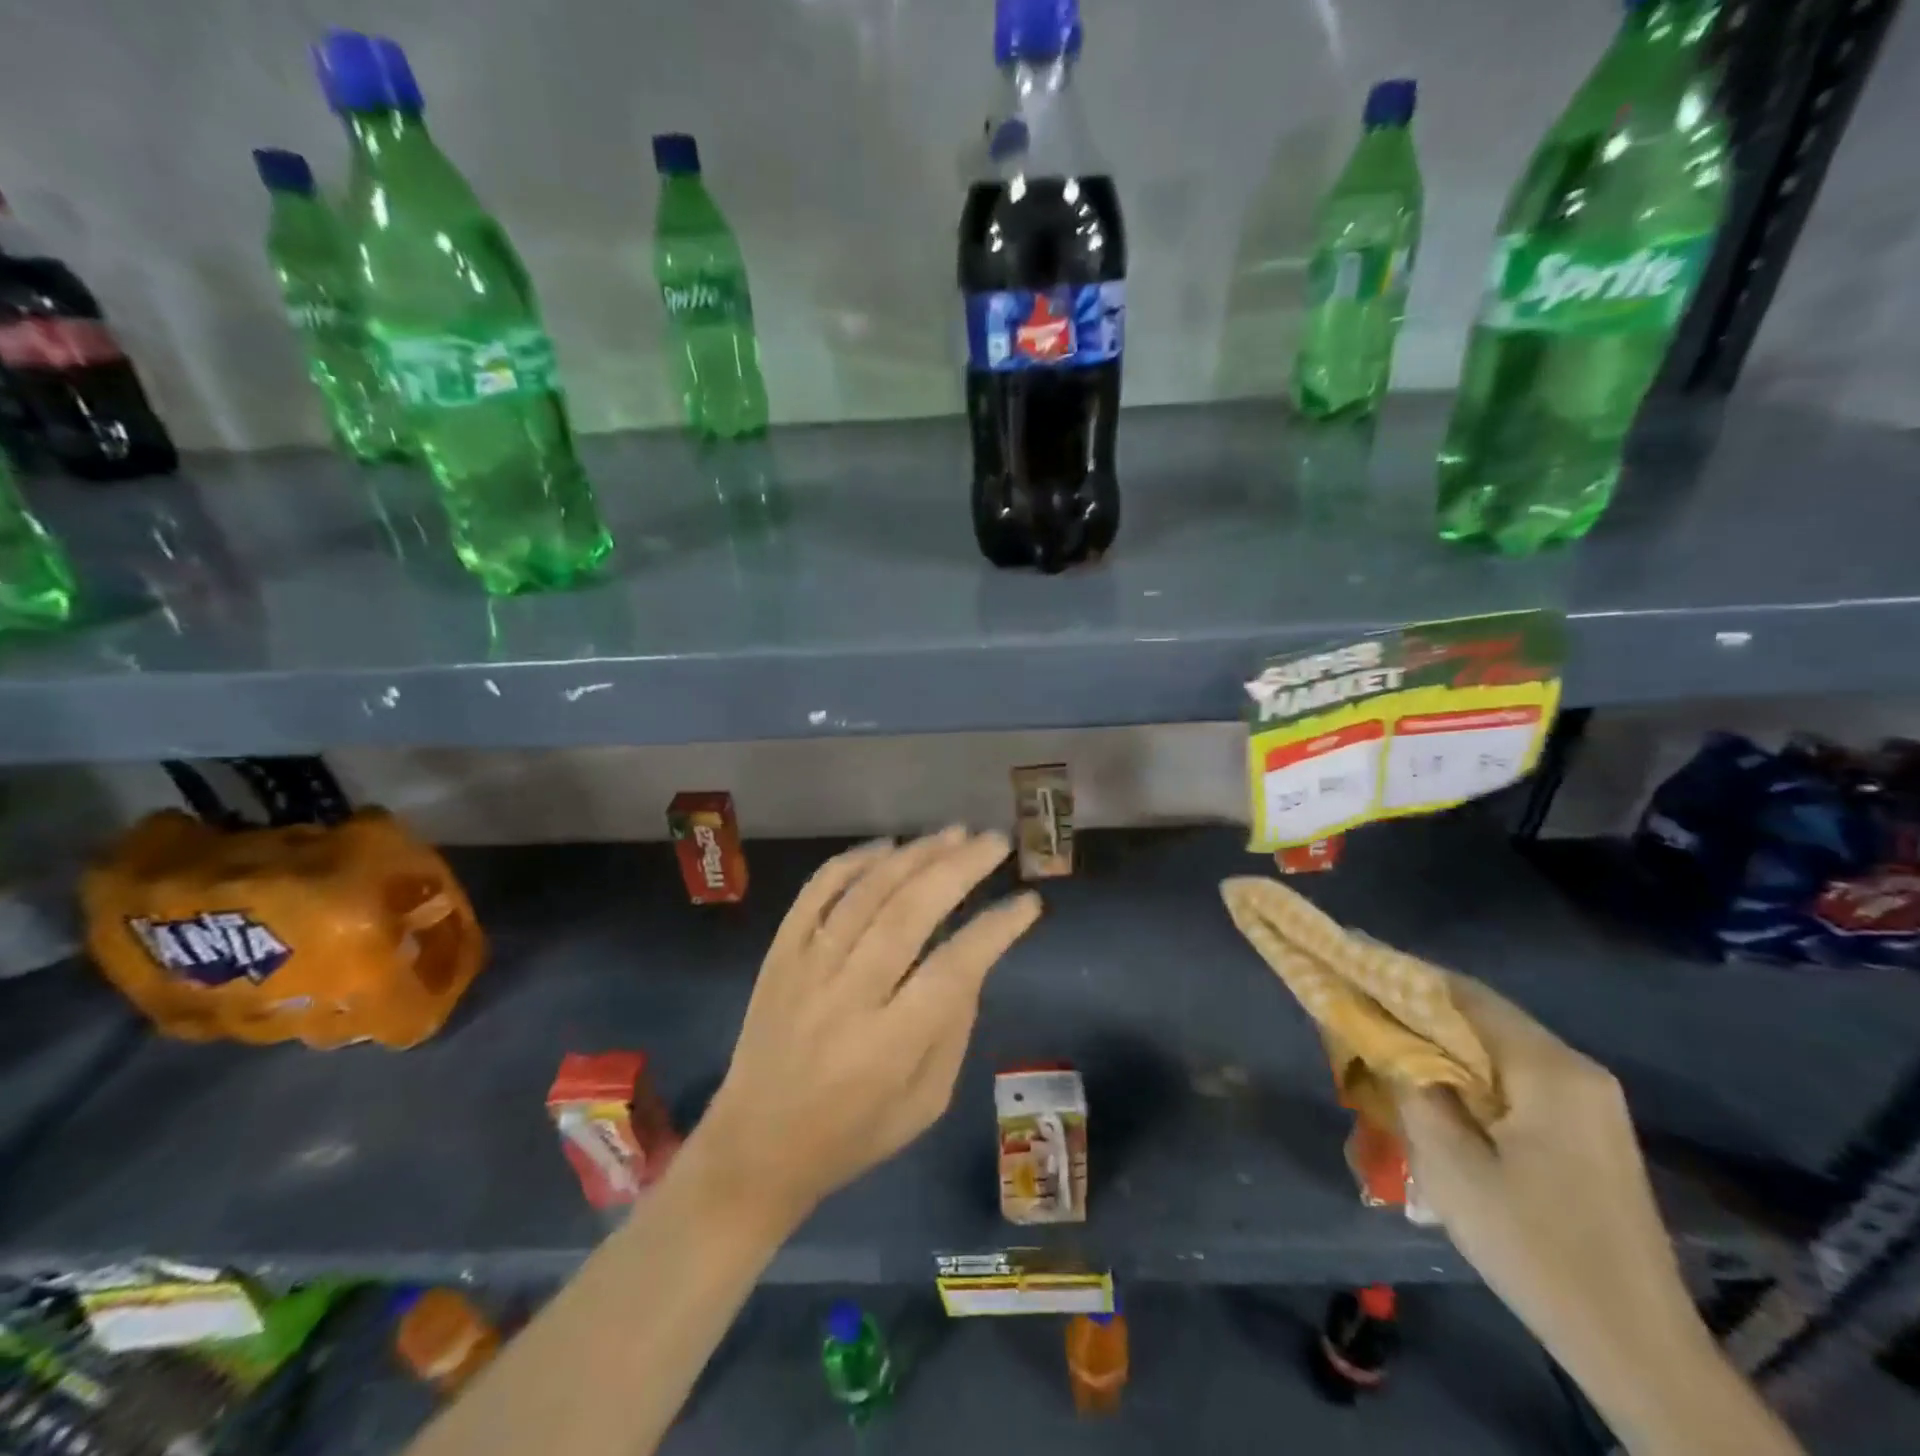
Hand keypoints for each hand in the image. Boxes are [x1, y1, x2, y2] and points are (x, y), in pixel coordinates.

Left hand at [698, 827, 1039, 1227]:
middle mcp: (847, 996)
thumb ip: (953, 1030)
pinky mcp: (779, 955)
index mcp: (889, 1045)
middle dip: (959, 869)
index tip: (1028, 902)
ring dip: (913, 856)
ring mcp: (806, 968)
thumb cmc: (851, 1135)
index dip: (996, 928)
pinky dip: (851, 862)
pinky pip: (814, 893)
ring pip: (865, 893)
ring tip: (953, 834)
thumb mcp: (924, 1104)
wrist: (755, 1148)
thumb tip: (972, 960)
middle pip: (909, 913)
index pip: (954, 967)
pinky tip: (886, 846)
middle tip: (995, 842)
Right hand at [1398, 974, 1800, 1455]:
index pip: (1462, 994)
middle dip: (1416, 1003)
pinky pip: (1514, 1075)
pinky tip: (1433, 1081)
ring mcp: (1590, 1101)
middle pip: (1482, 1014)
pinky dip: (1467, 1066)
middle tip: (1359, 997)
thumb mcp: (1450, 1165)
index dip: (1401, 972)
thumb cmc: (1534, 1246)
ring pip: (1496, 1044)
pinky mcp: (1588, 1129)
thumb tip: (1383, 1040)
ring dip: (1440, 1036)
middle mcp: (1577, 1069)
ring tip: (1384, 1034)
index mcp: (1549, 1069)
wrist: (1636, 1346)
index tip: (1352, 958)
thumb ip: (1410, 1086)